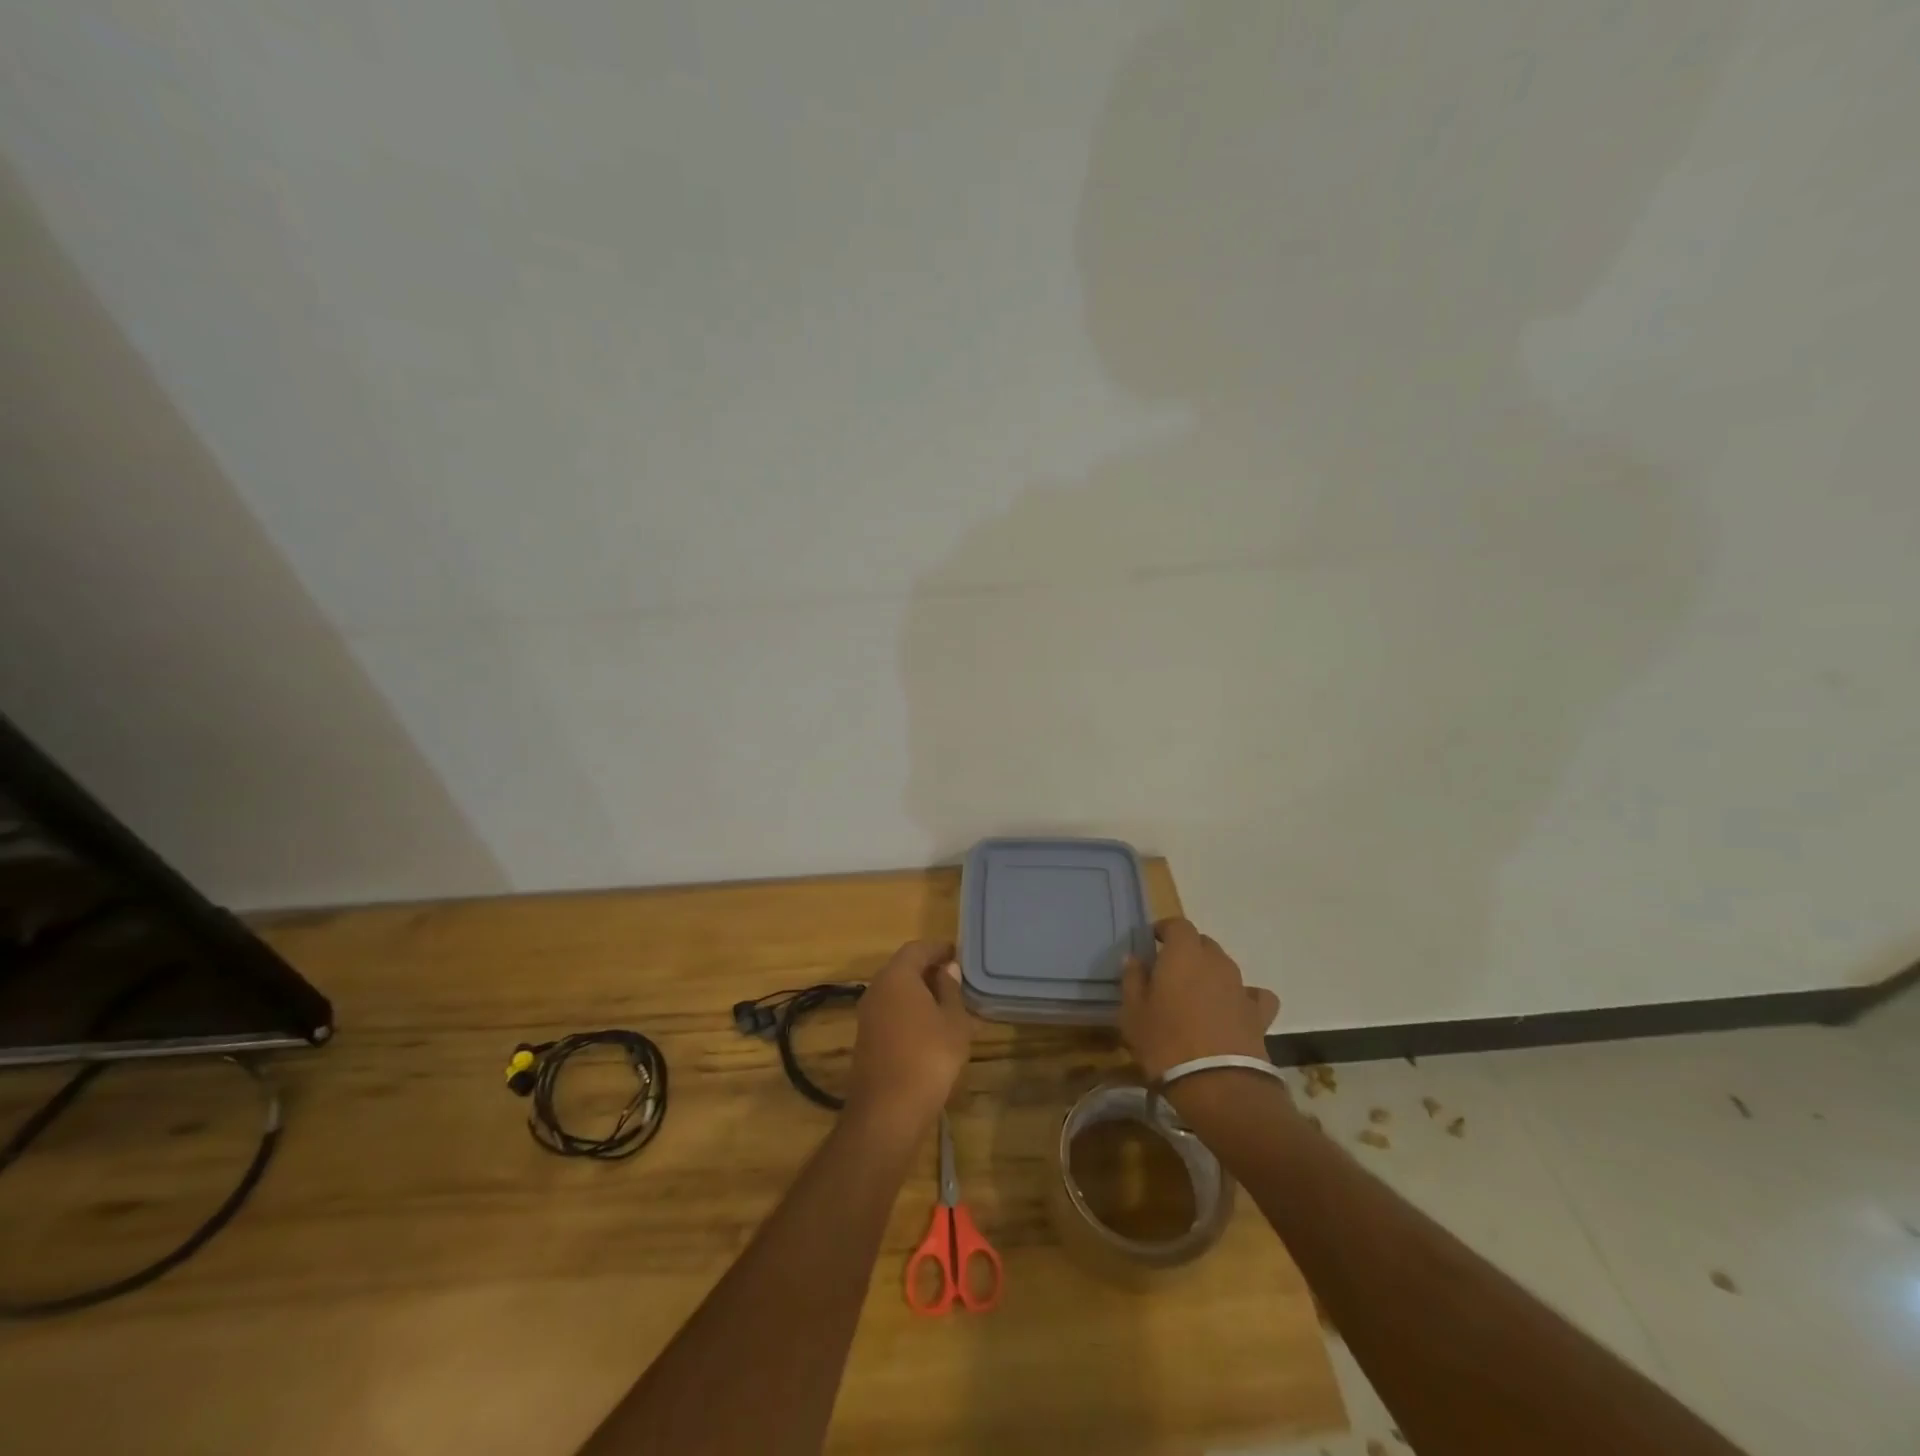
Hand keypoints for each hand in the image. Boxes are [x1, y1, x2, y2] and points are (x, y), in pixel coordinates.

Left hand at [845, 940, 972, 1140]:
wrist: (887, 1112)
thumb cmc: (929, 1057)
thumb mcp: (953, 1022)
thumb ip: (951, 990)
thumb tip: (947, 969)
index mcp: (897, 976)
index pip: (918, 948)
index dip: (939, 948)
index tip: (958, 954)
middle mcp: (877, 988)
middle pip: (903, 967)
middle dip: (929, 969)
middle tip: (956, 978)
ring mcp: (867, 1014)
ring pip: (896, 991)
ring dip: (919, 992)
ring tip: (947, 1003)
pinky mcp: (866, 1038)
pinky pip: (890, 1011)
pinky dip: (909, 1011)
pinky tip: (929, 1027)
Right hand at [1120, 918, 1280, 1081]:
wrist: (1217, 1085)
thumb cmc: (1165, 1043)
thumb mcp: (1133, 1012)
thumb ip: (1133, 980)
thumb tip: (1134, 959)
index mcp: (1183, 953)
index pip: (1177, 924)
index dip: (1165, 929)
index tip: (1153, 942)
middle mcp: (1215, 961)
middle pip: (1202, 943)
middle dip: (1187, 951)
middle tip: (1170, 972)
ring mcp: (1240, 986)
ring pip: (1225, 967)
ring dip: (1211, 974)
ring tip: (1197, 997)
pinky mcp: (1259, 1014)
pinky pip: (1253, 996)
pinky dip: (1244, 998)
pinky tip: (1234, 1011)